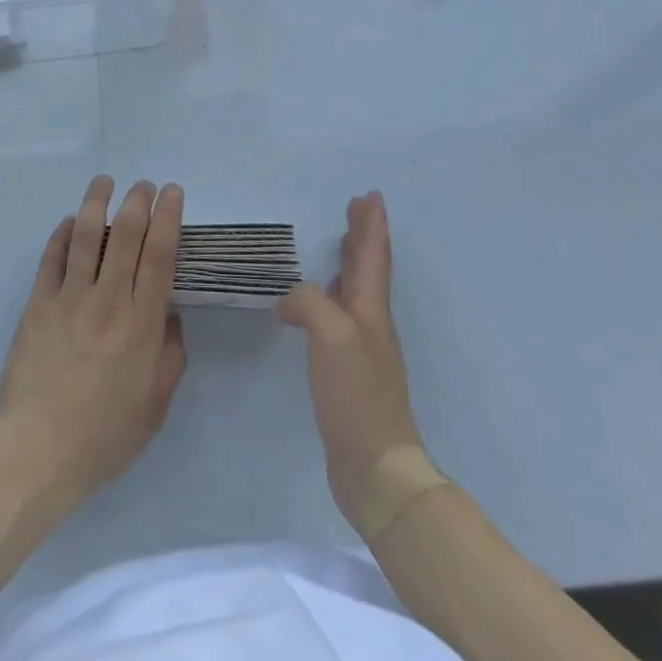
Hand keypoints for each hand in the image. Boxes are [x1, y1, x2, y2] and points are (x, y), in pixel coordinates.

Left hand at [0, 176, 188, 508]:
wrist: (40, 449)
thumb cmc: (105, 434)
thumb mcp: (156, 404)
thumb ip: (170, 355)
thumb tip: (168, 316)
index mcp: (142, 323)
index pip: (160, 255)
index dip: (169, 217)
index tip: (173, 192)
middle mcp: (109, 300)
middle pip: (126, 235)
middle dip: (138, 201)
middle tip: (143, 184)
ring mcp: (70, 298)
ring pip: (85, 236)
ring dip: (97, 202)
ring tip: (104, 181)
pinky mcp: (39, 304)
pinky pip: (51, 259)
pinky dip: (60, 235)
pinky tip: (67, 221)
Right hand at [277, 191, 427, 531]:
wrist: (374, 465)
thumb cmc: (357, 393)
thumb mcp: (331, 334)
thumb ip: (308, 302)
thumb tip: (287, 304)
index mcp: (371, 308)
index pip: (373, 254)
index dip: (372, 224)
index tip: (370, 195)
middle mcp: (370, 322)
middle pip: (367, 267)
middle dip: (362, 235)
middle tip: (354, 208)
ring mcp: (360, 346)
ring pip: (354, 289)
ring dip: (349, 261)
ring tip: (338, 242)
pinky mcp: (346, 369)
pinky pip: (338, 314)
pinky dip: (329, 294)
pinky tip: (312, 303)